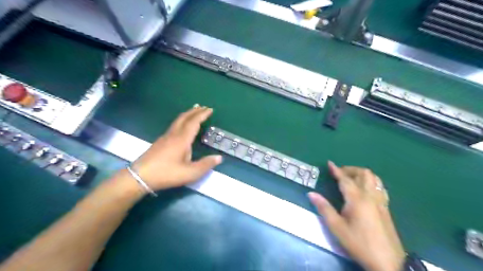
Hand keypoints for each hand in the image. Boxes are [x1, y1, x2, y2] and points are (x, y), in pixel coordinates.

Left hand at [131, 106, 222, 189]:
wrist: (140, 177)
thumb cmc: (167, 174)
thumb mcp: (190, 173)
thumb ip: (206, 165)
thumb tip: (219, 157)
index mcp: (182, 140)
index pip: (194, 122)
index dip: (202, 115)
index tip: (210, 109)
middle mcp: (174, 134)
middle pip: (185, 118)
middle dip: (195, 111)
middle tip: (203, 107)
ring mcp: (165, 137)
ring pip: (178, 120)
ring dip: (187, 114)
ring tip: (194, 111)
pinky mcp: (160, 141)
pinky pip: (174, 125)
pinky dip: (182, 120)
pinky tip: (182, 126)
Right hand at [308, 162, 404, 270]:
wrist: (387, 261)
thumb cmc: (358, 243)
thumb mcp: (337, 227)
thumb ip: (324, 208)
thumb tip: (311, 193)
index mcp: (357, 199)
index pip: (345, 179)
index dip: (336, 170)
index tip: (330, 163)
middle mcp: (370, 196)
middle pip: (364, 174)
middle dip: (351, 169)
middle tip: (339, 173)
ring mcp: (380, 201)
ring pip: (374, 179)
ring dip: (362, 174)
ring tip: (352, 178)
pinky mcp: (386, 207)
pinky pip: (379, 187)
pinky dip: (371, 181)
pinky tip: (366, 188)